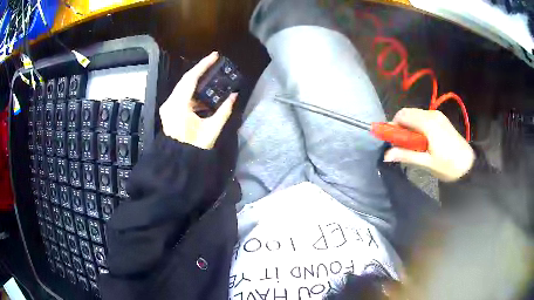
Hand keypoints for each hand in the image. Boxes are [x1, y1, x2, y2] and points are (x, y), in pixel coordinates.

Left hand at [159, 52, 237, 149]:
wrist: (177, 160)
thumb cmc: (194, 147)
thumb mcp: (212, 129)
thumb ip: (224, 111)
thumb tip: (234, 96)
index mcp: (179, 106)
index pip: (191, 79)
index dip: (203, 65)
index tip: (214, 55)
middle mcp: (170, 103)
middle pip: (185, 80)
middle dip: (200, 70)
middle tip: (213, 61)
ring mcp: (167, 106)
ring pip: (182, 87)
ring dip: (195, 81)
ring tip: (210, 75)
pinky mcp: (168, 110)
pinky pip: (180, 95)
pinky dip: (191, 92)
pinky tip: (201, 93)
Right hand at [384, 108, 474, 181]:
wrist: (468, 164)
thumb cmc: (448, 166)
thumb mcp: (426, 163)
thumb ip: (406, 155)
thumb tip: (386, 154)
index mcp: (428, 123)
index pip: (402, 115)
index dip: (393, 125)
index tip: (392, 140)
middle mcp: (431, 114)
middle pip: (408, 113)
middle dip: (401, 126)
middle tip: (402, 144)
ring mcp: (437, 114)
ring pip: (415, 114)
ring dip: (409, 125)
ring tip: (413, 144)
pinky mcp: (440, 118)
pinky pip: (423, 116)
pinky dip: (417, 125)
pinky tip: (423, 139)